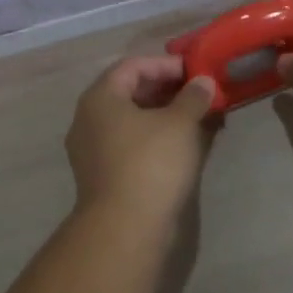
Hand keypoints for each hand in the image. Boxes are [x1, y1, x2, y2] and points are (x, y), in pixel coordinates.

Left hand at [66, 56, 217, 226]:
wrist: (126, 227)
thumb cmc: (151, 163)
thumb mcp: (180, 123)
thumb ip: (193, 97)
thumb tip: (203, 82)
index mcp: (100, 98)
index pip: (133, 66)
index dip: (166, 65)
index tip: (196, 72)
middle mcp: (89, 119)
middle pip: (130, 93)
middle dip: (168, 91)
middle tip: (200, 95)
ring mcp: (93, 150)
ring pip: (132, 121)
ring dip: (165, 116)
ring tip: (199, 119)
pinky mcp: (104, 176)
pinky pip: (132, 145)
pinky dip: (157, 139)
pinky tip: (184, 146)